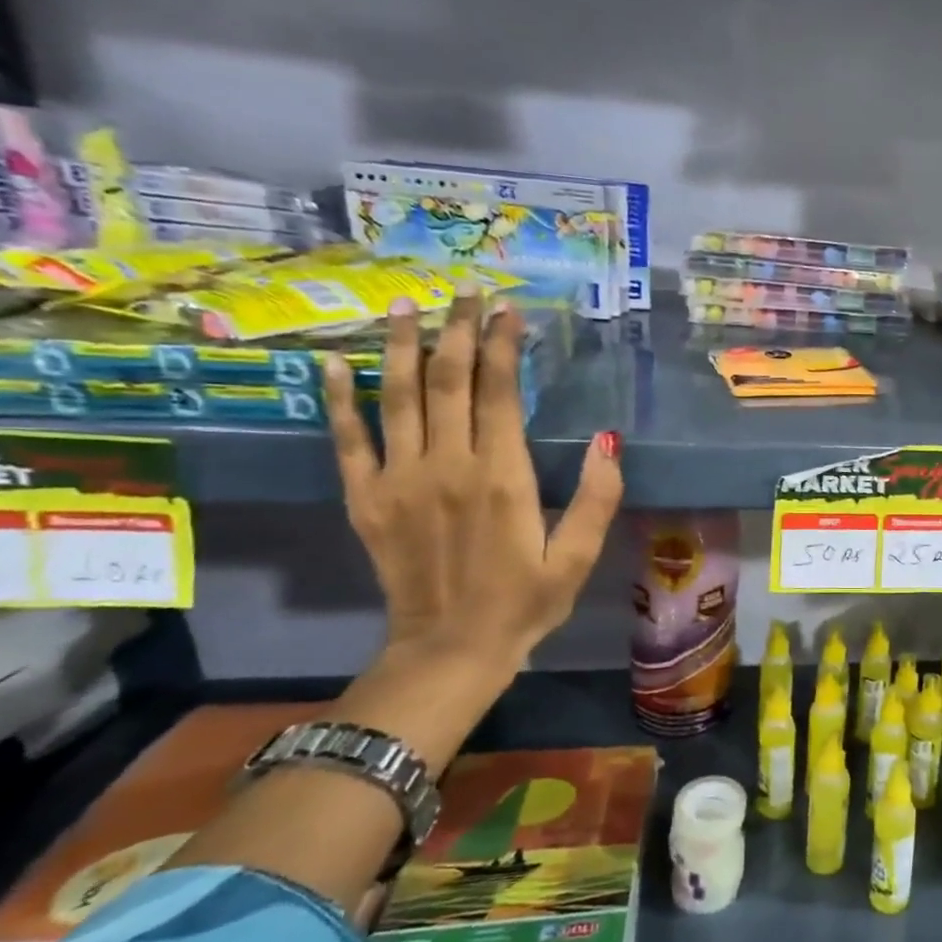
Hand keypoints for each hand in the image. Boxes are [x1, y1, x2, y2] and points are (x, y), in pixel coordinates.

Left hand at [323, 290, 623, 674]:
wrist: (450, 650)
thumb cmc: (525, 603)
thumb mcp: (578, 558)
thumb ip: (597, 499)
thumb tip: (607, 440)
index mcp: (502, 478)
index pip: (500, 393)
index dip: (504, 345)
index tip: (509, 309)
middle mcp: (447, 466)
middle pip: (449, 381)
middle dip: (459, 330)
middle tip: (466, 291)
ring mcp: (399, 480)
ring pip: (398, 397)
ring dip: (402, 345)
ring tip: (407, 304)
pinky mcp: (366, 500)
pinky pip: (348, 439)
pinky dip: (339, 399)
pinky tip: (334, 363)